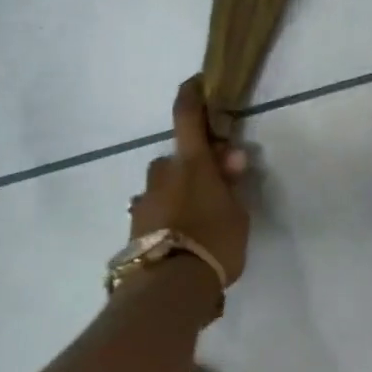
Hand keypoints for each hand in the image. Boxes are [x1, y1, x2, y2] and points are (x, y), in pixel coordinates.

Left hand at [128, 76, 250, 285]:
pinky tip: (179, 239)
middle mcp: (162, 175)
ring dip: (176, 194)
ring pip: (162, 187)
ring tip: (197, 222)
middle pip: (175, 160)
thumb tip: (230, 155)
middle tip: (215, 189)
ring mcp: (143, 202)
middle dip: (192, 168)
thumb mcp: (238, 213)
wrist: (168, 288)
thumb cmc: (214, 242)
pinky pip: (153, 212)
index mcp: (192, 164)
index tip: (196, 83)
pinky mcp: (133, 228)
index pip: (187, 117)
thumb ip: (232, 183)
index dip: (191, 95)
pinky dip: (165, 217)